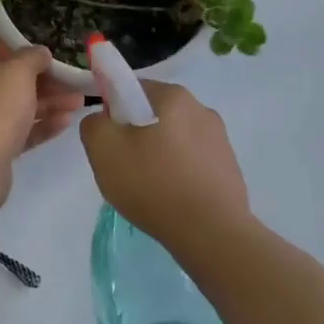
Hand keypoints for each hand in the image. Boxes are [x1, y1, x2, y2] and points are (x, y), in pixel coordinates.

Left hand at [0, 39, 82, 168]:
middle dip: (39, 80)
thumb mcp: (18, 72)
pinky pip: (16, 131)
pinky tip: (65, 122)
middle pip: (4, 79)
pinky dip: (39, 125)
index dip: (5, 48)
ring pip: (14, 107)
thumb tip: (40, 53)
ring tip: (77, 102)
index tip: (31, 54)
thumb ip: (32, 57)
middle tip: (68, 81)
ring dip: (46, 103)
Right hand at [80, 81, 249, 252]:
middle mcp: (201, 109)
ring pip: (174, 140)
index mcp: (173, 95)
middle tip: (125, 167)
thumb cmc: (153, 183)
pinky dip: (179, 175)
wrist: (211, 234)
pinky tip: (172, 199)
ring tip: (150, 189)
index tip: (111, 142)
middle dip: (137, 136)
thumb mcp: (103, 148)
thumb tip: (103, 120)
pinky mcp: (230, 168)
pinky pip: (193, 163)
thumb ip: (93, 123)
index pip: (132, 89)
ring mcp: (221, 140)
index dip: (114, 112)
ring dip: (159, 156)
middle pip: (154, 115)